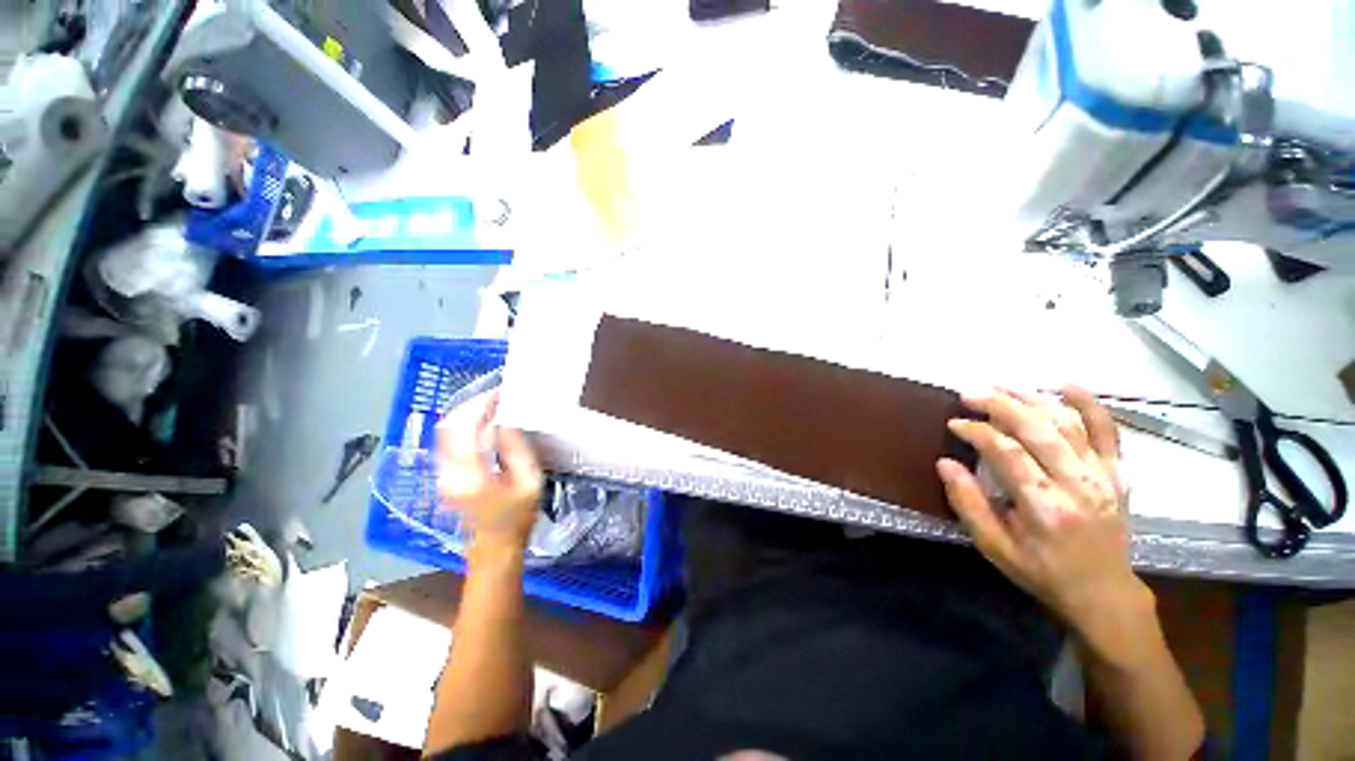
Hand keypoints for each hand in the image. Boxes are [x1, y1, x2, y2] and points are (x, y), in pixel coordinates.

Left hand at [436, 390, 543, 555]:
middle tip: (499, 395)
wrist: (495, 548)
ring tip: (495, 404)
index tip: (502, 393)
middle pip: (448, 426)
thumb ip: (517, 449)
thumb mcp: (529, 482)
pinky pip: (450, 441)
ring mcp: (443, 474)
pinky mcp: (446, 475)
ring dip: (468, 413)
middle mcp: (448, 472)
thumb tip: (508, 420)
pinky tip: (486, 422)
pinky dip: (466, 425)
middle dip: (472, 404)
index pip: (465, 428)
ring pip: (445, 432)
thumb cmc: (518, 517)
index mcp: (470, 475)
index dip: (481, 405)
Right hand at [937, 386, 1150, 643]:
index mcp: (1044, 506)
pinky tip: (1066, 385)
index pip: (1007, 453)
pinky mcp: (1117, 473)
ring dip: (1032, 399)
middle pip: (1038, 429)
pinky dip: (1089, 404)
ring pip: (1068, 423)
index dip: (977, 432)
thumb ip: (968, 503)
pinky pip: (1107, 431)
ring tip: (1002, 387)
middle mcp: (1077, 484)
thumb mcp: (994, 547)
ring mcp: (1102, 476)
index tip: (954, 423)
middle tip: (970, 393)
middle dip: (1000, 405)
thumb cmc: (1042, 571)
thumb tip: (945, 463)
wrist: (1104, 592)